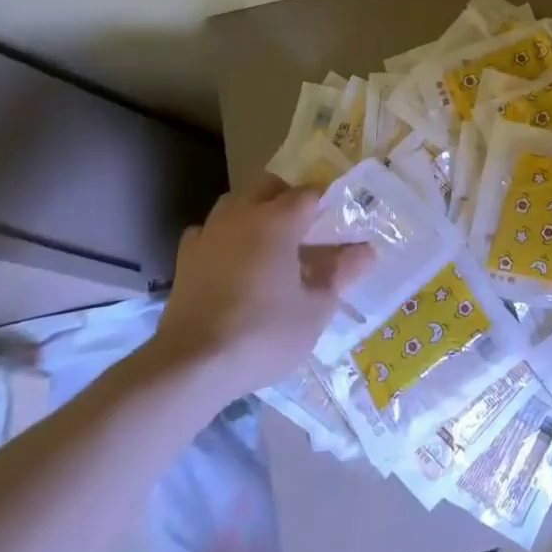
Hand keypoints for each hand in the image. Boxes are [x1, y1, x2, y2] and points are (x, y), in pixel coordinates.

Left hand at [145, 177, 372, 397]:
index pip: (309, 193)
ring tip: (269, 242)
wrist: (192, 366)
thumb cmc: (263, 333)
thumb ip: (340, 273)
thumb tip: (366, 251)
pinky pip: (208, 231)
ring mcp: (209, 234)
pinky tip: (231, 260)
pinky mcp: (185, 258)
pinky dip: (223, 236)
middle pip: (268, 186)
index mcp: (278, 220)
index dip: (327, 202)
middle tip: (306, 229)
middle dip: (288, 198)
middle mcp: (242, 215)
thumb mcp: (315, 308)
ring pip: (234, 203)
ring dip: (254, 211)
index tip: (339, 220)